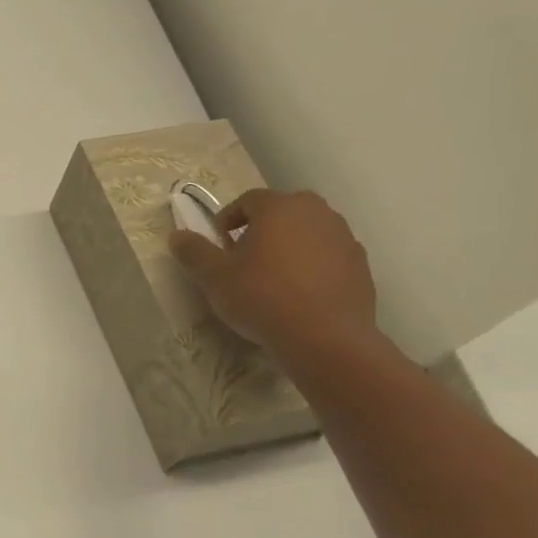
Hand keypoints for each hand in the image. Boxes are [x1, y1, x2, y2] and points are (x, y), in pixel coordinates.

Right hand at [168, 189, 377, 361]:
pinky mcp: (360, 265)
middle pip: (281, 213)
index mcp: (280, 207)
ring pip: (306, 234)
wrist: (325, 338)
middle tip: (243, 261)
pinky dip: (310, 267)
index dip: (227, 219)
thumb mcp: (214, 277)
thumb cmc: (263, 297)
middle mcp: (317, 213)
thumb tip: (178, 236)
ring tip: (271, 280)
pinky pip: (327, 257)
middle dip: (259, 231)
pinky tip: (297, 295)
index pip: (248, 200)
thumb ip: (194, 252)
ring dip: (287, 248)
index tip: (218, 245)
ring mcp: (344, 238)